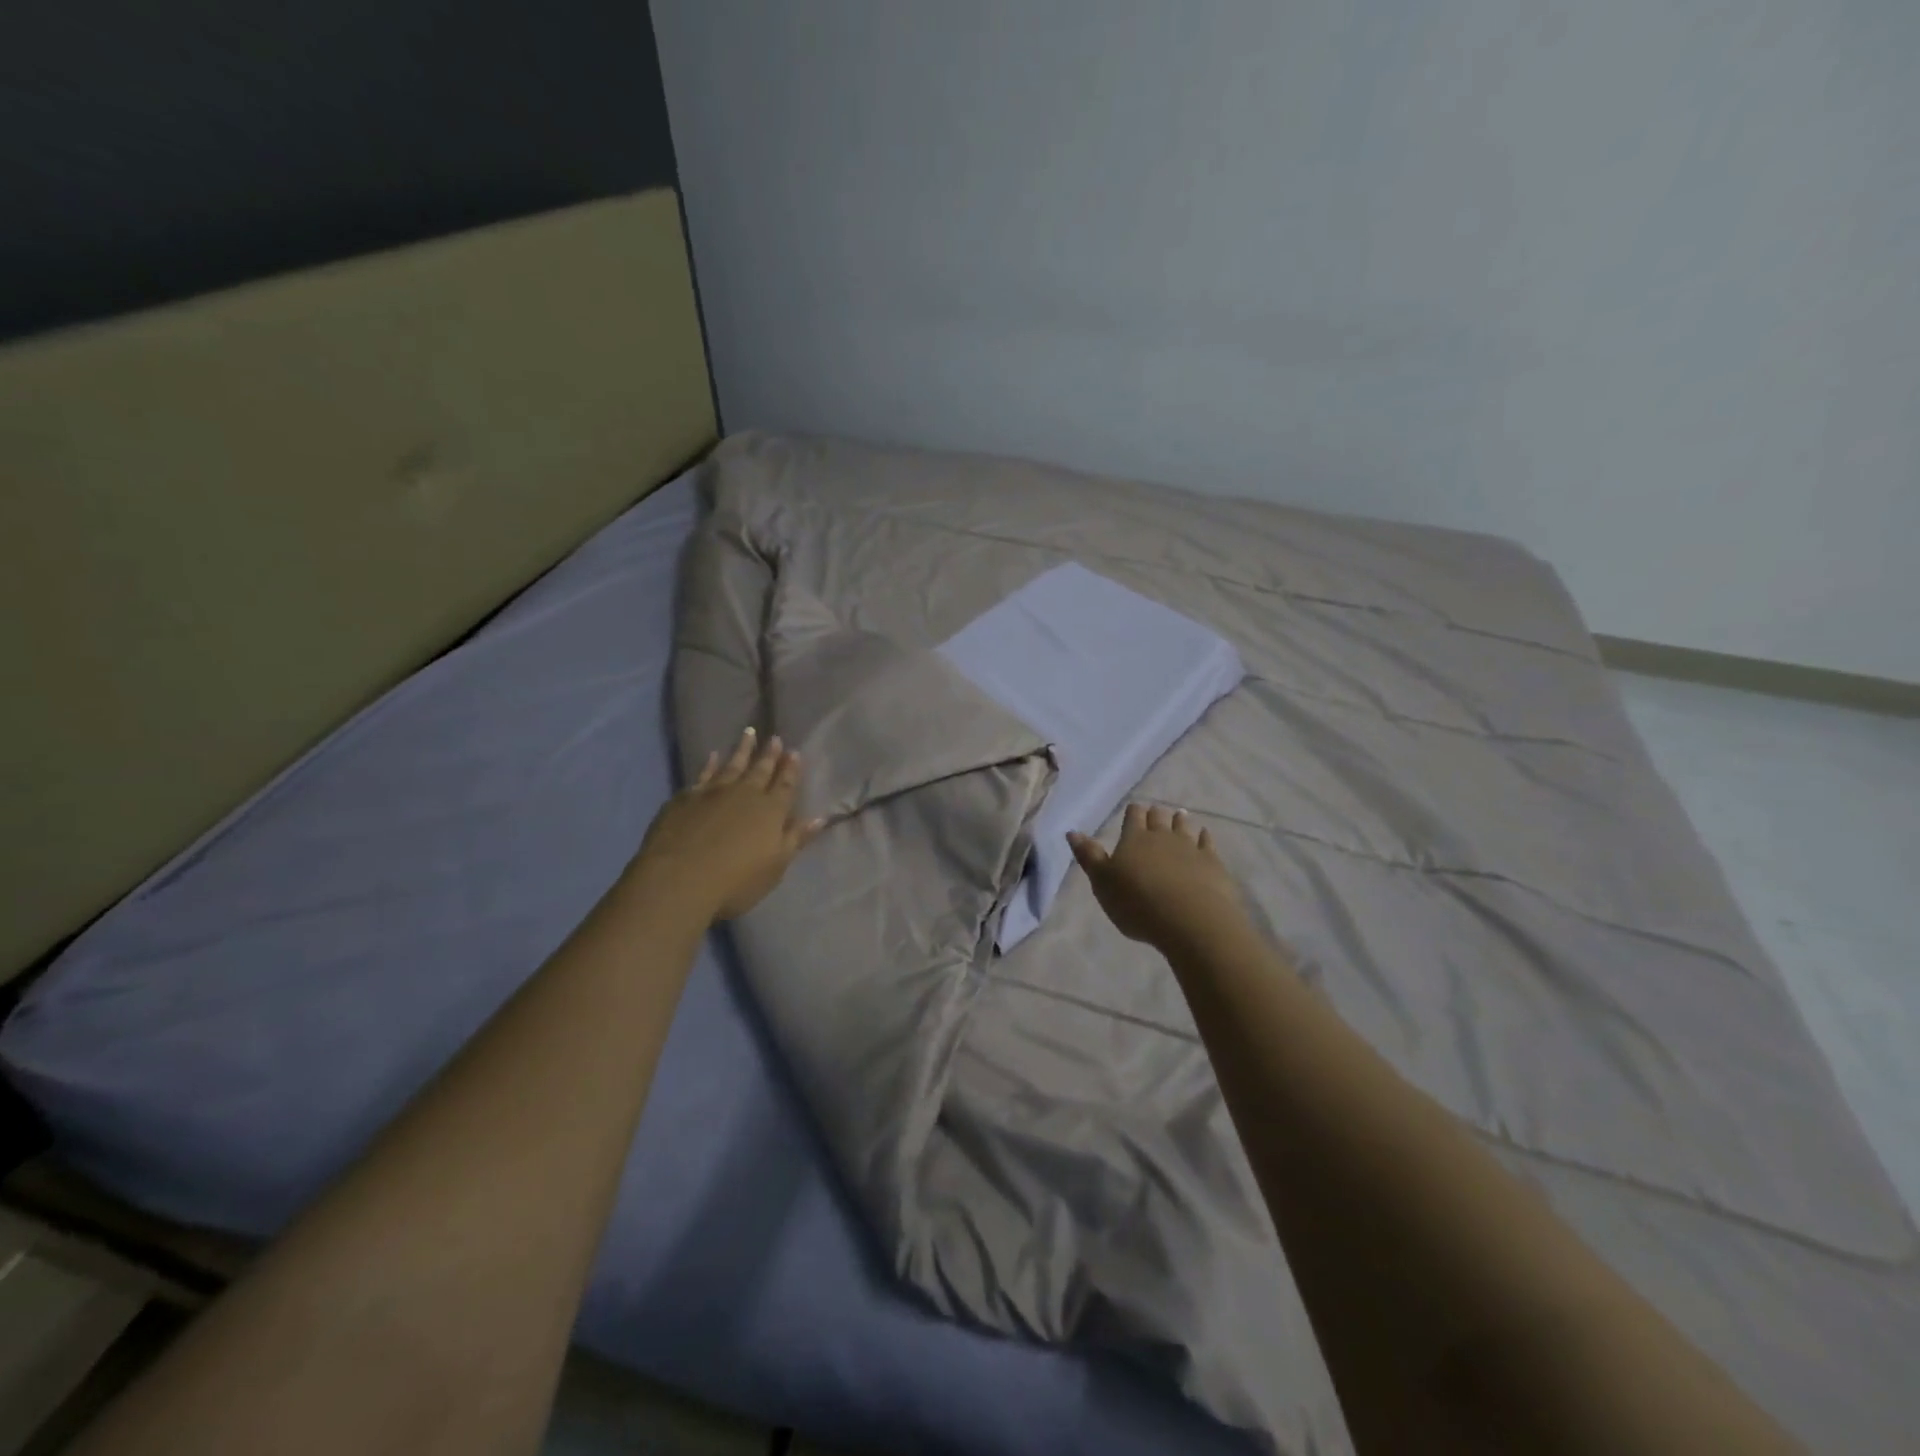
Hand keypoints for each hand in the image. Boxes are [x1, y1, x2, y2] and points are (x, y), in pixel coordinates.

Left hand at [631, 728, 824, 920]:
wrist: (678, 879)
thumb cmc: (736, 880)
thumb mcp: (776, 865)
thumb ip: (796, 838)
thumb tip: (819, 817)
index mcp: (771, 811)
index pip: (785, 785)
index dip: (791, 769)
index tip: (794, 752)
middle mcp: (745, 794)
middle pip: (760, 769)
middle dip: (769, 754)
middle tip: (775, 738)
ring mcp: (713, 792)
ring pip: (732, 764)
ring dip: (742, 749)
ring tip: (749, 733)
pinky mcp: (686, 797)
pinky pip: (703, 773)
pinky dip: (709, 763)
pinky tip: (712, 755)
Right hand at [1068, 804, 1249, 954]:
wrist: (1190, 920)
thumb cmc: (1137, 903)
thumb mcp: (1102, 883)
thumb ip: (1089, 856)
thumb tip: (1072, 832)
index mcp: (1133, 839)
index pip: (1133, 817)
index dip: (1132, 812)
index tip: (1134, 809)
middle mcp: (1162, 837)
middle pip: (1159, 818)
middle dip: (1156, 814)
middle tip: (1156, 812)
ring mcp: (1190, 848)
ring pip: (1184, 827)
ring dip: (1180, 820)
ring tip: (1180, 815)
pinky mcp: (1212, 863)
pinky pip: (1207, 843)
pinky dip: (1204, 837)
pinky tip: (1204, 835)